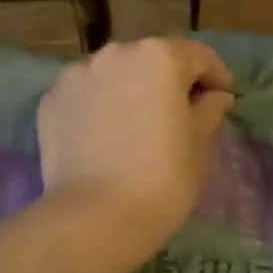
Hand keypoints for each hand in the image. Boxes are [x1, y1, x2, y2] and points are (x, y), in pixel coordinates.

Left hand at [37, 39, 235, 254]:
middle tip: (180, 113)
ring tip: (137, 124)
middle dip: (169, 81)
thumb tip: (215, 96)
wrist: (94, 219)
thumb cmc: (163, 179)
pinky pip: (85, 95)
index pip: (198, 56)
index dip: (215, 75)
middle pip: (152, 59)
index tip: (222, 97)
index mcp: (159, 57)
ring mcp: (76, 76)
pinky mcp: (50, 101)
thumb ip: (210, 109)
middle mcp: (115, 54)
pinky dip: (99, 106)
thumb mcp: (200, 144)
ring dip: (130, 89)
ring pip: (114, 74)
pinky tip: (105, 136)